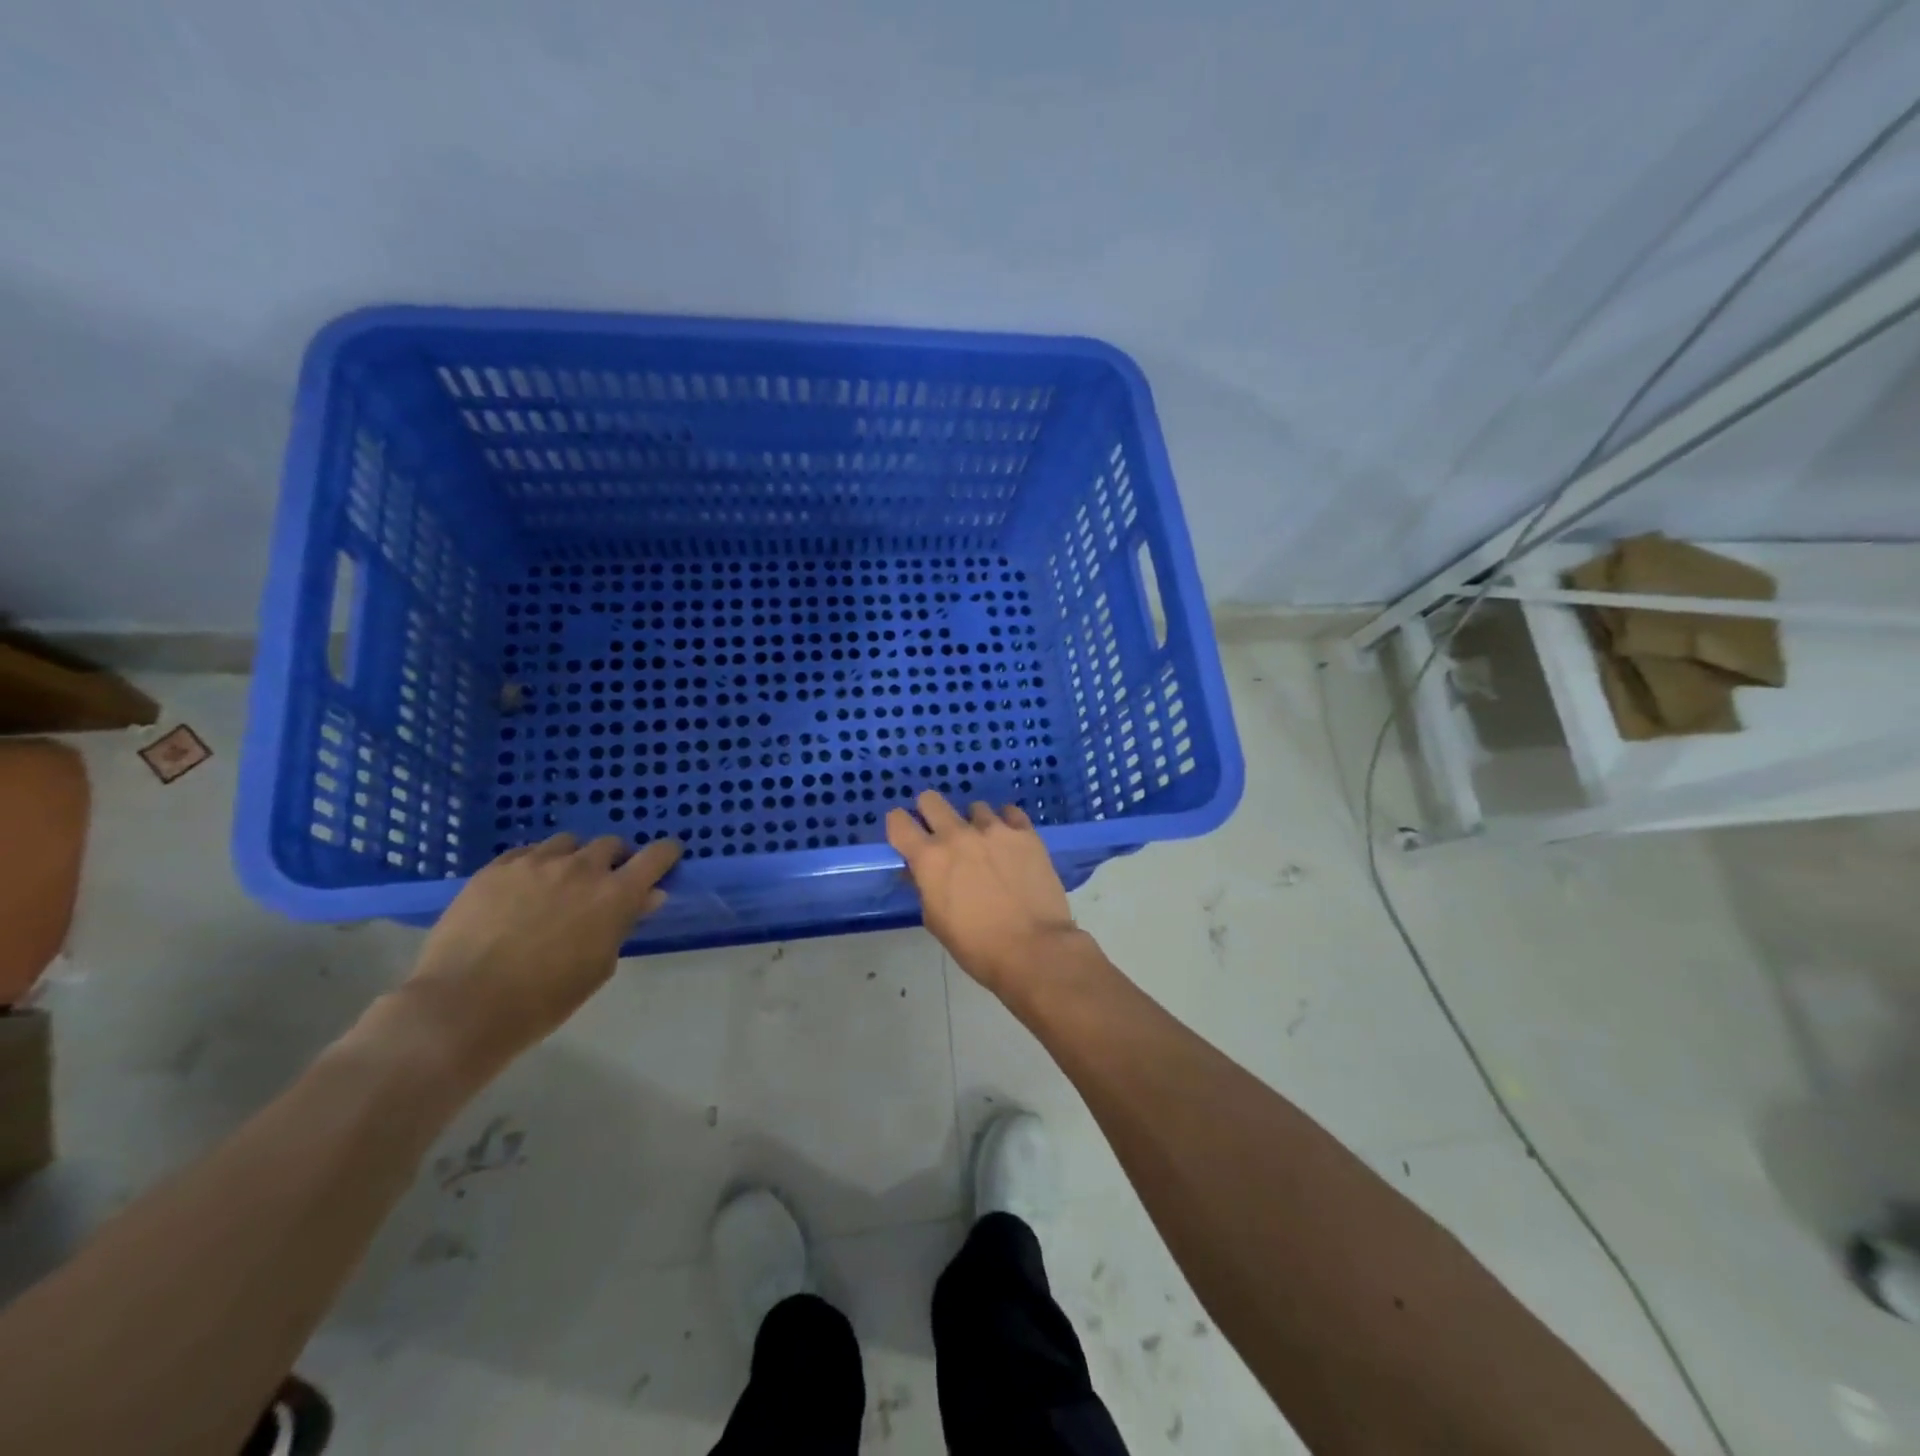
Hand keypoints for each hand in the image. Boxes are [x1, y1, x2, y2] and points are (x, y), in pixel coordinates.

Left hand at [378, 834, 682, 1081]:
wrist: (464, 1006)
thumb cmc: (544, 999)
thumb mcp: (598, 966)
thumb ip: (624, 924)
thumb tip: (647, 897)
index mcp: (615, 895)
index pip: (656, 856)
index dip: (666, 854)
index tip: (666, 859)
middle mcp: (581, 868)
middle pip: (610, 844)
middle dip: (614, 860)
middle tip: (603, 884)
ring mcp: (535, 863)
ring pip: (567, 843)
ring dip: (572, 859)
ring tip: (558, 884)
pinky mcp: (495, 868)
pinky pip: (526, 853)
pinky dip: (534, 865)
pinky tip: (521, 890)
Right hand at [887, 791, 1084, 995]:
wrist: (1033, 949)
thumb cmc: (977, 946)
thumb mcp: (936, 921)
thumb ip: (925, 887)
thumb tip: (920, 871)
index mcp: (929, 858)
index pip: (898, 822)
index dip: (898, 825)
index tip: (906, 836)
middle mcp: (958, 835)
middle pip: (931, 800)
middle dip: (930, 813)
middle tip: (940, 833)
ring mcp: (994, 830)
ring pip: (975, 807)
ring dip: (973, 823)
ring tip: (985, 846)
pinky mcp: (1026, 833)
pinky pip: (1010, 813)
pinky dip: (1006, 824)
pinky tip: (1011, 843)